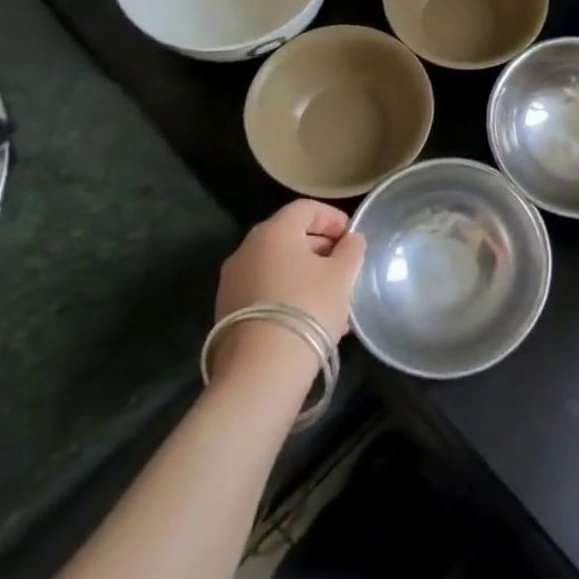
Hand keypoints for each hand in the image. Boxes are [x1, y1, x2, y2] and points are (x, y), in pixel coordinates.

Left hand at [214, 200, 367, 339]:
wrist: (261, 370)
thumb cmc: (308, 307)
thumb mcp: (343, 275)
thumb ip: (352, 249)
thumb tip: (350, 240)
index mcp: (274, 231)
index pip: (306, 208)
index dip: (333, 217)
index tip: (352, 238)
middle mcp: (247, 249)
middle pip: (289, 236)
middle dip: (321, 248)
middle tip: (345, 268)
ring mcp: (232, 281)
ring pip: (278, 267)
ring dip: (306, 275)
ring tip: (332, 299)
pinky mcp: (227, 311)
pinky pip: (265, 290)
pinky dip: (288, 294)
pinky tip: (310, 319)